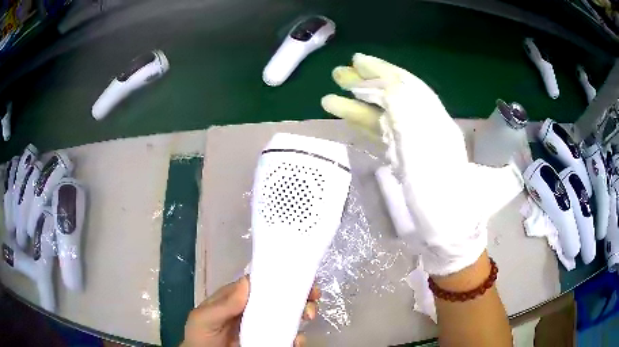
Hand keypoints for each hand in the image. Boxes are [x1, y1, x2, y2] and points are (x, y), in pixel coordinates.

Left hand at [182, 276, 320, 346]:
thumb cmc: (201, 335)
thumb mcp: (205, 317)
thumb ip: (224, 304)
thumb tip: (247, 282)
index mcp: (238, 298)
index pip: (262, 283)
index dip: (281, 279)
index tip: (300, 279)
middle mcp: (253, 309)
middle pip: (280, 298)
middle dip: (300, 295)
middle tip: (312, 299)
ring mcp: (263, 326)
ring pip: (288, 315)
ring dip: (303, 312)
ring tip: (308, 316)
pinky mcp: (270, 341)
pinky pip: (288, 336)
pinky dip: (298, 337)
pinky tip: (298, 340)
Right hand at [321, 53, 522, 275]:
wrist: (446, 234)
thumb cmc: (440, 199)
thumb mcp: (427, 156)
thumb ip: (410, 118)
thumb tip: (391, 86)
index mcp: (434, 123)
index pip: (407, 86)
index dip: (383, 70)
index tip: (358, 61)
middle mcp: (424, 129)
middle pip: (393, 98)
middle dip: (366, 83)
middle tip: (339, 73)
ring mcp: (411, 146)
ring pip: (382, 118)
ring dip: (357, 105)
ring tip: (328, 97)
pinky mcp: (402, 162)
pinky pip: (380, 137)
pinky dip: (362, 126)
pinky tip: (345, 120)